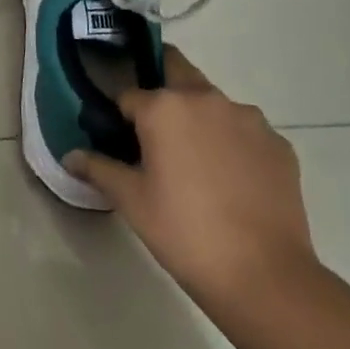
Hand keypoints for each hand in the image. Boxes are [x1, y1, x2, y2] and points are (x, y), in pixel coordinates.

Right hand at [66, 49, 319, 318]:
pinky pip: (246, 131)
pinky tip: (232, 182)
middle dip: (162, 90)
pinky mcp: (279, 144)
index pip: (129, 94)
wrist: (265, 276)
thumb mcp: (132, 201)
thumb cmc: (185, 233)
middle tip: (156, 132)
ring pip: (213, 103)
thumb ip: (98, 169)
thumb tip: (70, 156)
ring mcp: (249, 119)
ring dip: (200, 119)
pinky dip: (233, 144)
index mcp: (164, 107)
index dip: (121, 115)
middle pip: (176, 71)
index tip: (120, 138)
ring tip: (198, 166)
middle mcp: (207, 99)